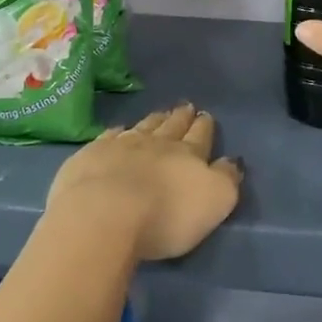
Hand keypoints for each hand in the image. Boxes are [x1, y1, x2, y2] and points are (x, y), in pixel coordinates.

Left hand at [46, 103, 242, 261]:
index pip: (200, 136)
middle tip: (186, 107)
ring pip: (143, 127)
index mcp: (188, 155)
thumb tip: (231, 161)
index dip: (204, 126)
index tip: (205, 115)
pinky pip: (109, 136)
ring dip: (154, 120)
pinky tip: (118, 131)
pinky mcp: (91, 155)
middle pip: (172, 126)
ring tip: (160, 113)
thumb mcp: (213, 202)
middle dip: (181, 117)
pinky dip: (117, 132)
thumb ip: (226, 179)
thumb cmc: (165, 215)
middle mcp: (155, 143)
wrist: (103, 213)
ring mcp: (121, 146)